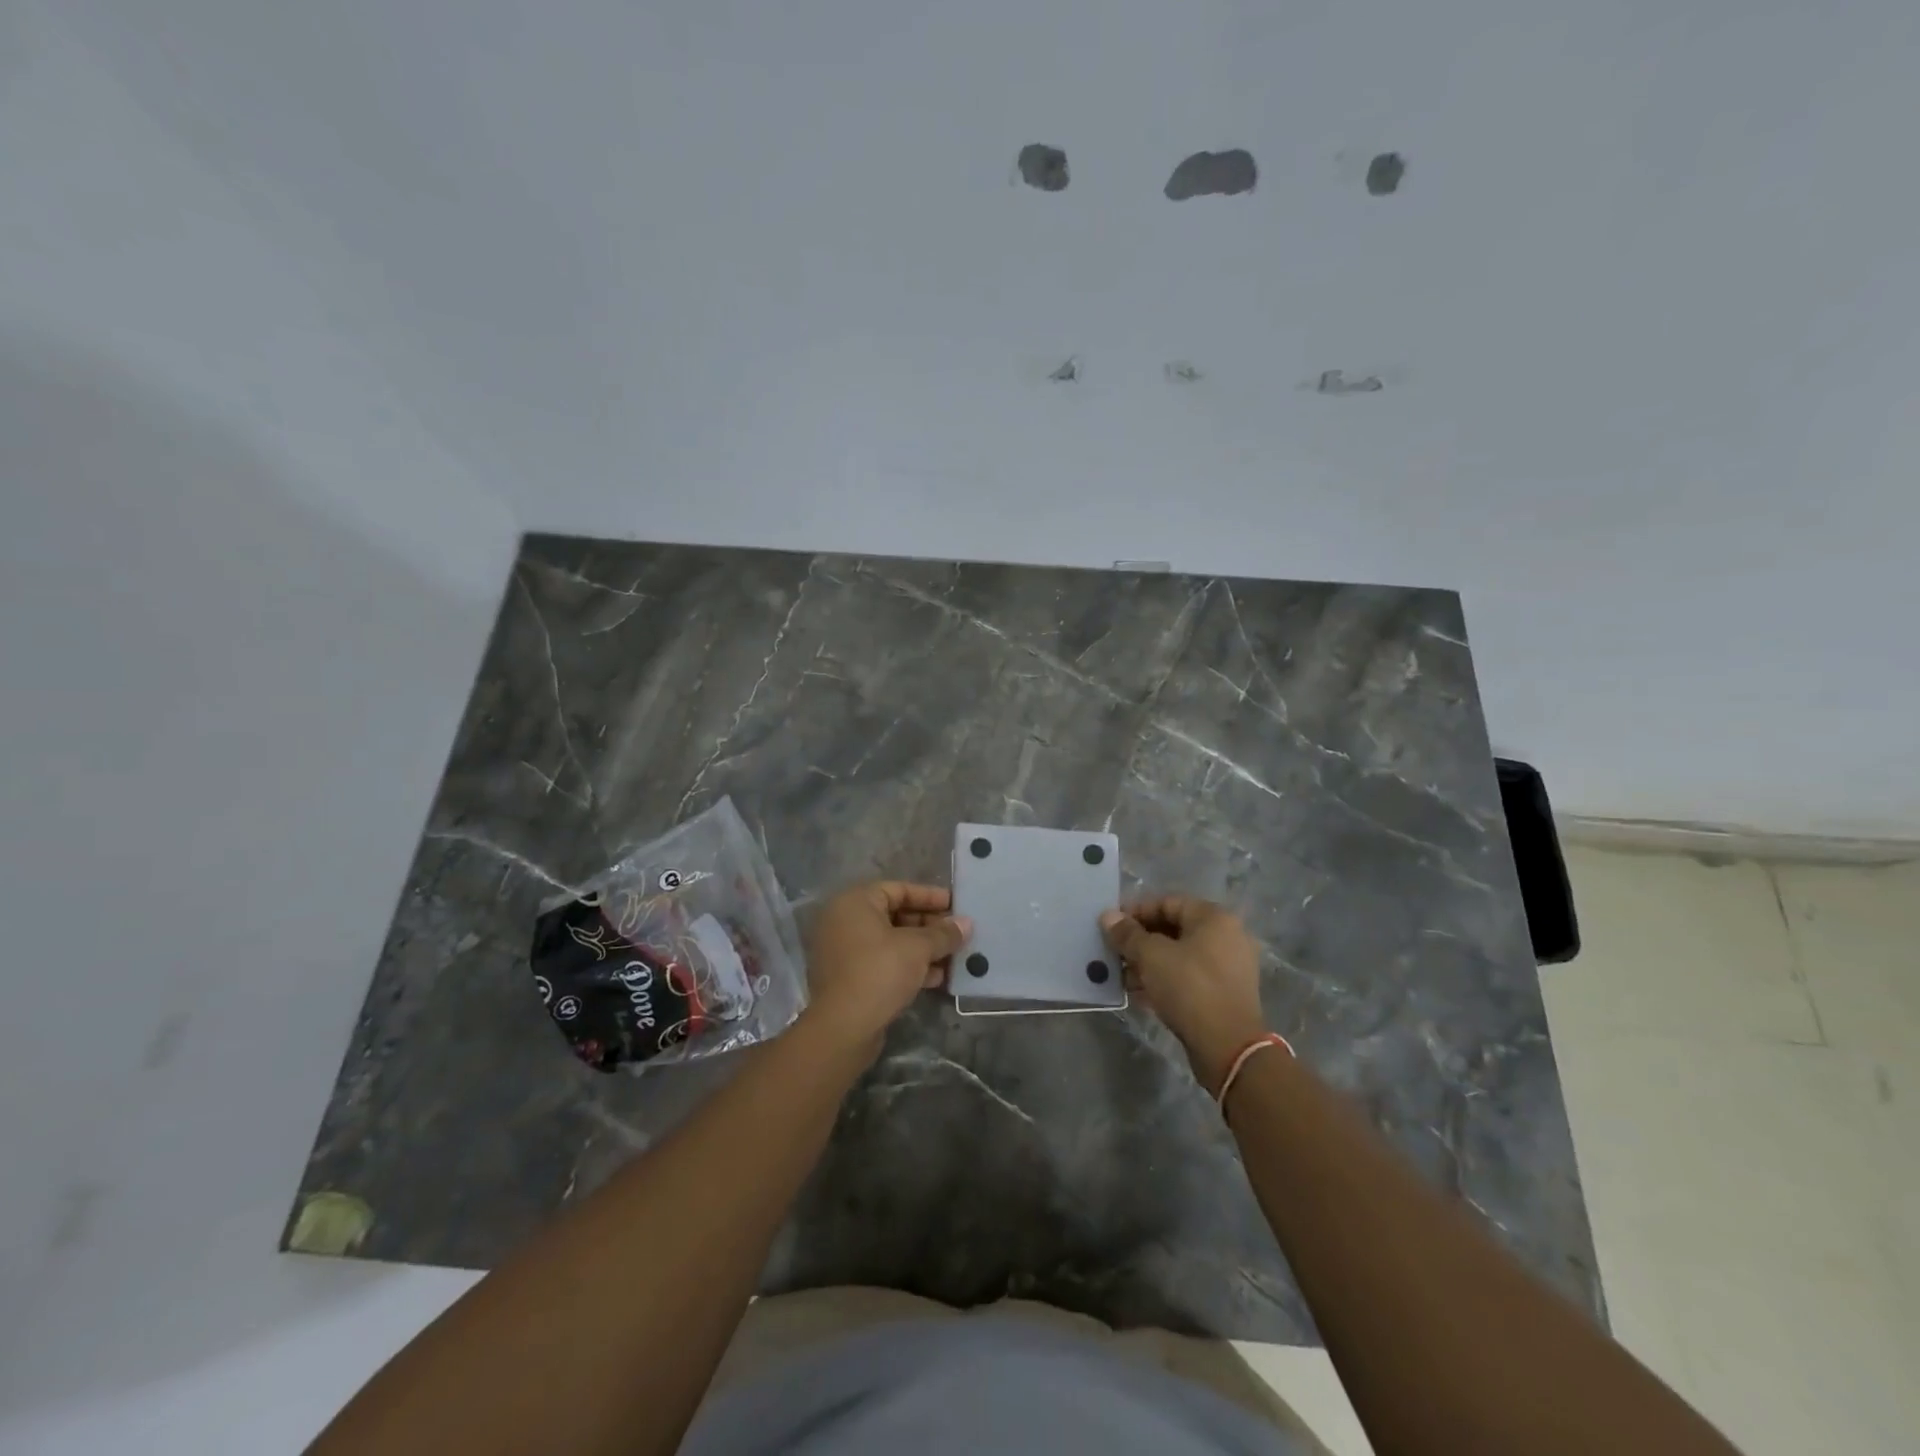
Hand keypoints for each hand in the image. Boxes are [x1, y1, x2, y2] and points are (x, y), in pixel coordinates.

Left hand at [802, 881, 970, 1055]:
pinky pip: (884, 962)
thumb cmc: (879, 972)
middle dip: (930, 926)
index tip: (957, 905)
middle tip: (958, 934)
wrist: (843, 1028)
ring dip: (923, 949)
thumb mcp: (918, 948)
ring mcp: (845, 951)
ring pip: (892, 942)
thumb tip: (966, 923)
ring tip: (954, 957)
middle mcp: (845, 921)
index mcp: (855, 902)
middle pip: (895, 915)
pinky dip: (909, 966)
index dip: (930, 896)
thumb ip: (943, 933)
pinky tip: (937, 978)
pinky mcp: (850, 978)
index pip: (899, 889)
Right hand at [1100, 896, 1266, 1094]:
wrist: (1228, 1047)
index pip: (1167, 902)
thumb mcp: (1151, 956)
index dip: (1136, 911)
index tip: (1111, 926)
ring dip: (1149, 963)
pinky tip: (1140, 994)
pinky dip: (1164, 981)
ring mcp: (1228, 967)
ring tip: (1123, 977)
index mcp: (1214, 918)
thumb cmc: (1189, 988)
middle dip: (1140, 940)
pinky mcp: (1224, 994)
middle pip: (1174, 929)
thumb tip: (1108, 916)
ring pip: (1179, 956)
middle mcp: (1226, 937)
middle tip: (1115, 952)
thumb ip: (1128, 934)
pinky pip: (1188, 977)